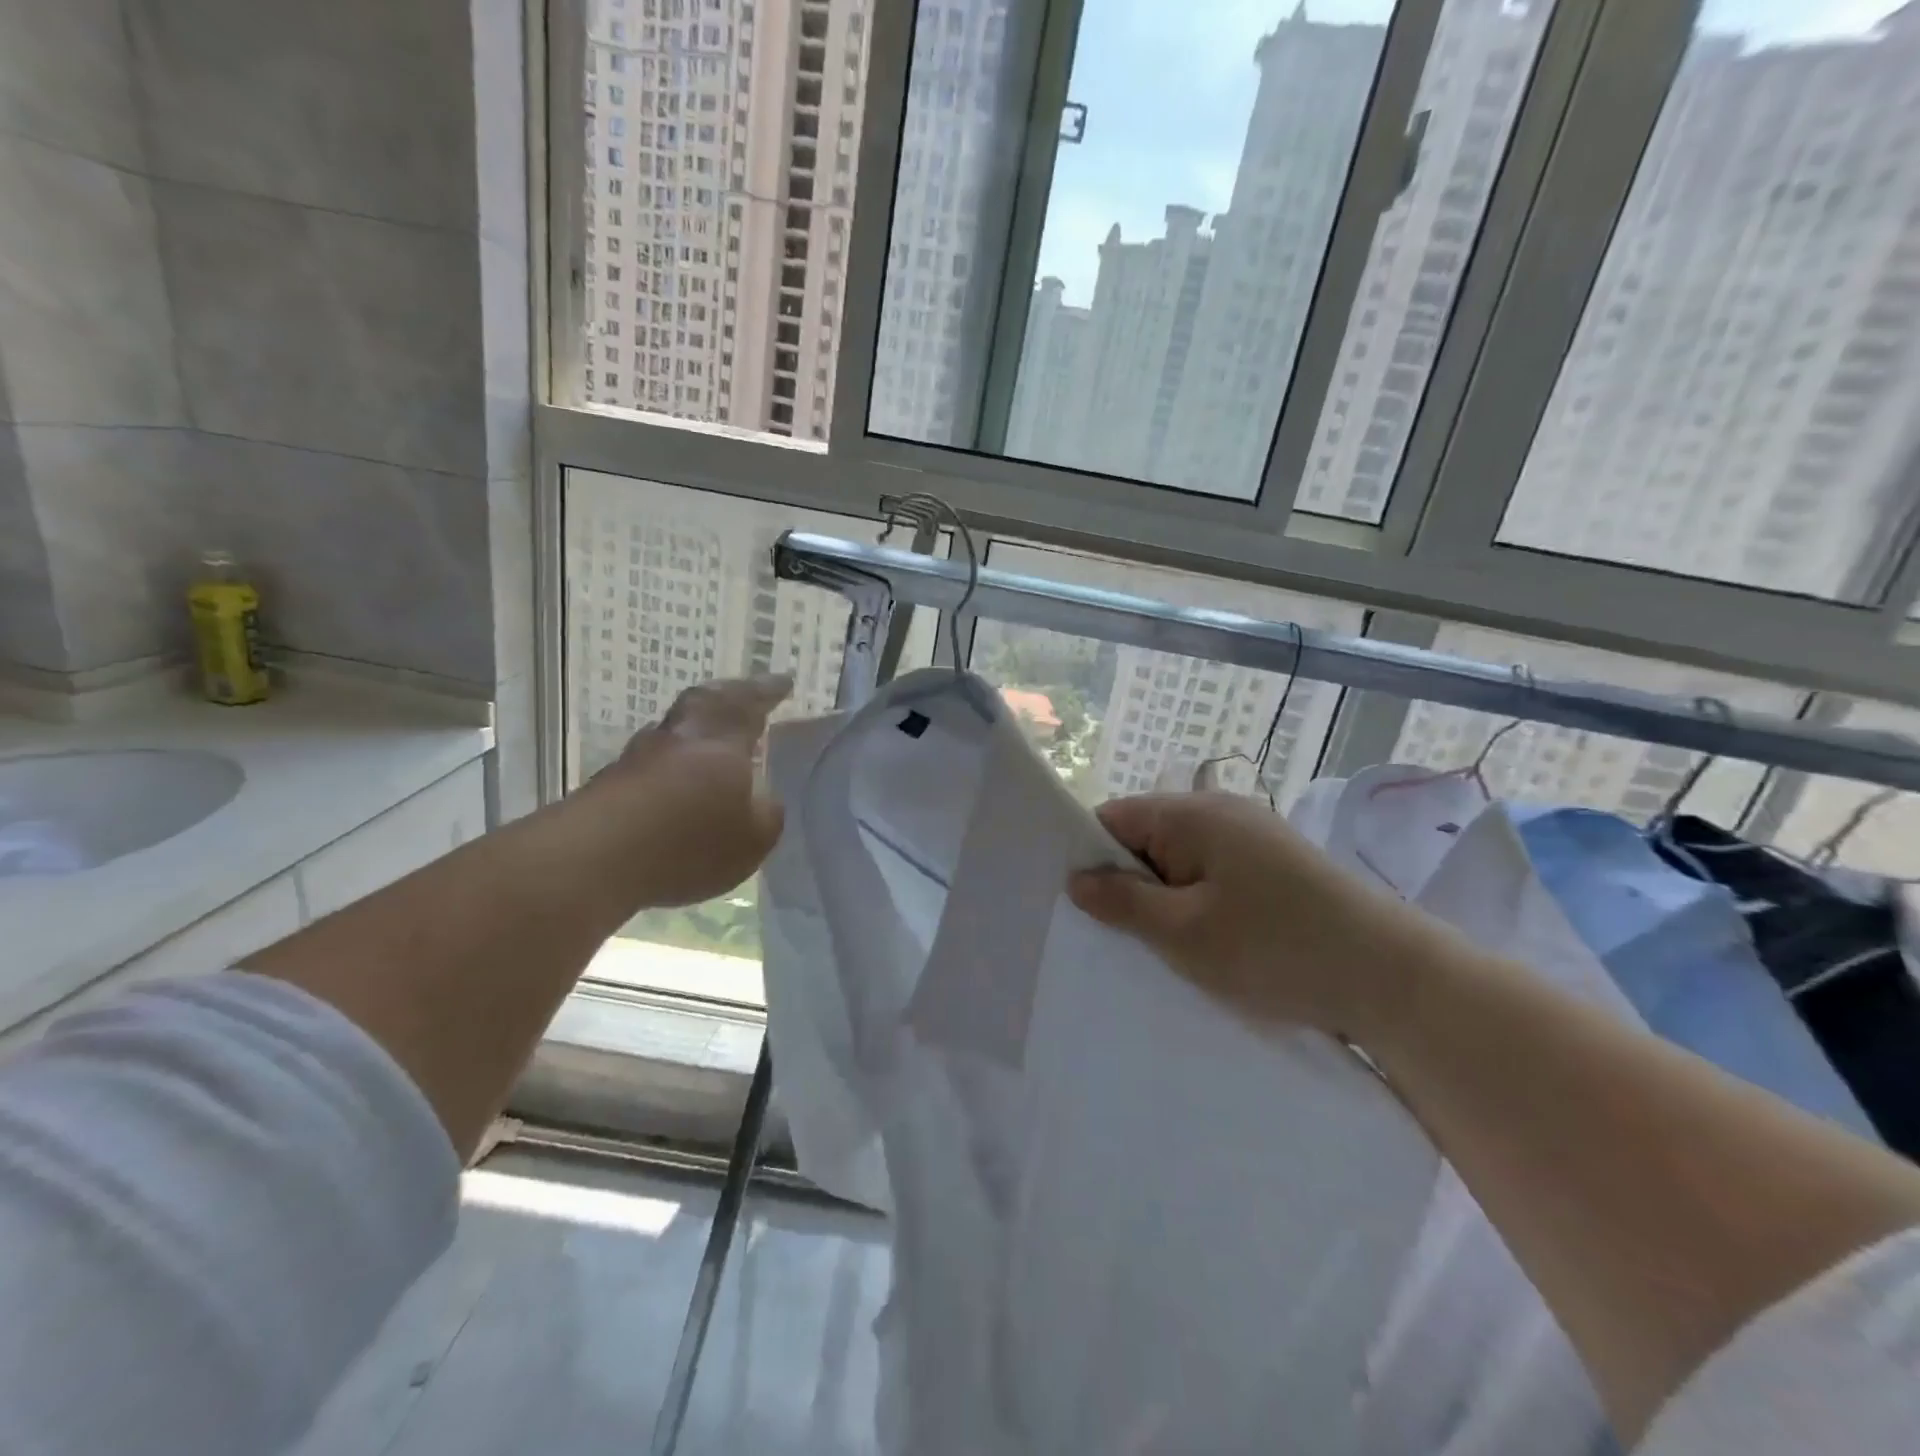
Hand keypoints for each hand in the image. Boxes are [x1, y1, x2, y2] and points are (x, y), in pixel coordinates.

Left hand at [587, 673, 791, 908]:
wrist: (594, 861)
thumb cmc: (689, 841)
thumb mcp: (754, 837)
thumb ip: (766, 811)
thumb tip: (761, 796)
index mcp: (721, 739)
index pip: (749, 703)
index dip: (768, 692)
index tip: (784, 681)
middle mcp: (679, 737)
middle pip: (704, 701)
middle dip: (728, 695)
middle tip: (743, 694)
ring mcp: (637, 758)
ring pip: (674, 730)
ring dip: (694, 730)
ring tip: (711, 741)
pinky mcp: (609, 786)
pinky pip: (652, 764)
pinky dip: (670, 766)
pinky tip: (676, 784)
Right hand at [1067, 792, 1450, 1040]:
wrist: (1392, 978)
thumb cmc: (1274, 949)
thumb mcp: (1183, 932)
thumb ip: (1122, 901)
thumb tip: (1077, 879)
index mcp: (1191, 813)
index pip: (1112, 819)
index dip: (1090, 858)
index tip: (1081, 906)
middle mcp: (1220, 810)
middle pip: (1146, 837)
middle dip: (1129, 883)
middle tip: (1123, 937)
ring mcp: (1253, 834)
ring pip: (1180, 859)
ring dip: (1166, 898)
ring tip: (1166, 945)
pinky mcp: (1277, 862)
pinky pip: (1214, 872)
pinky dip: (1200, 901)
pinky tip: (1210, 940)